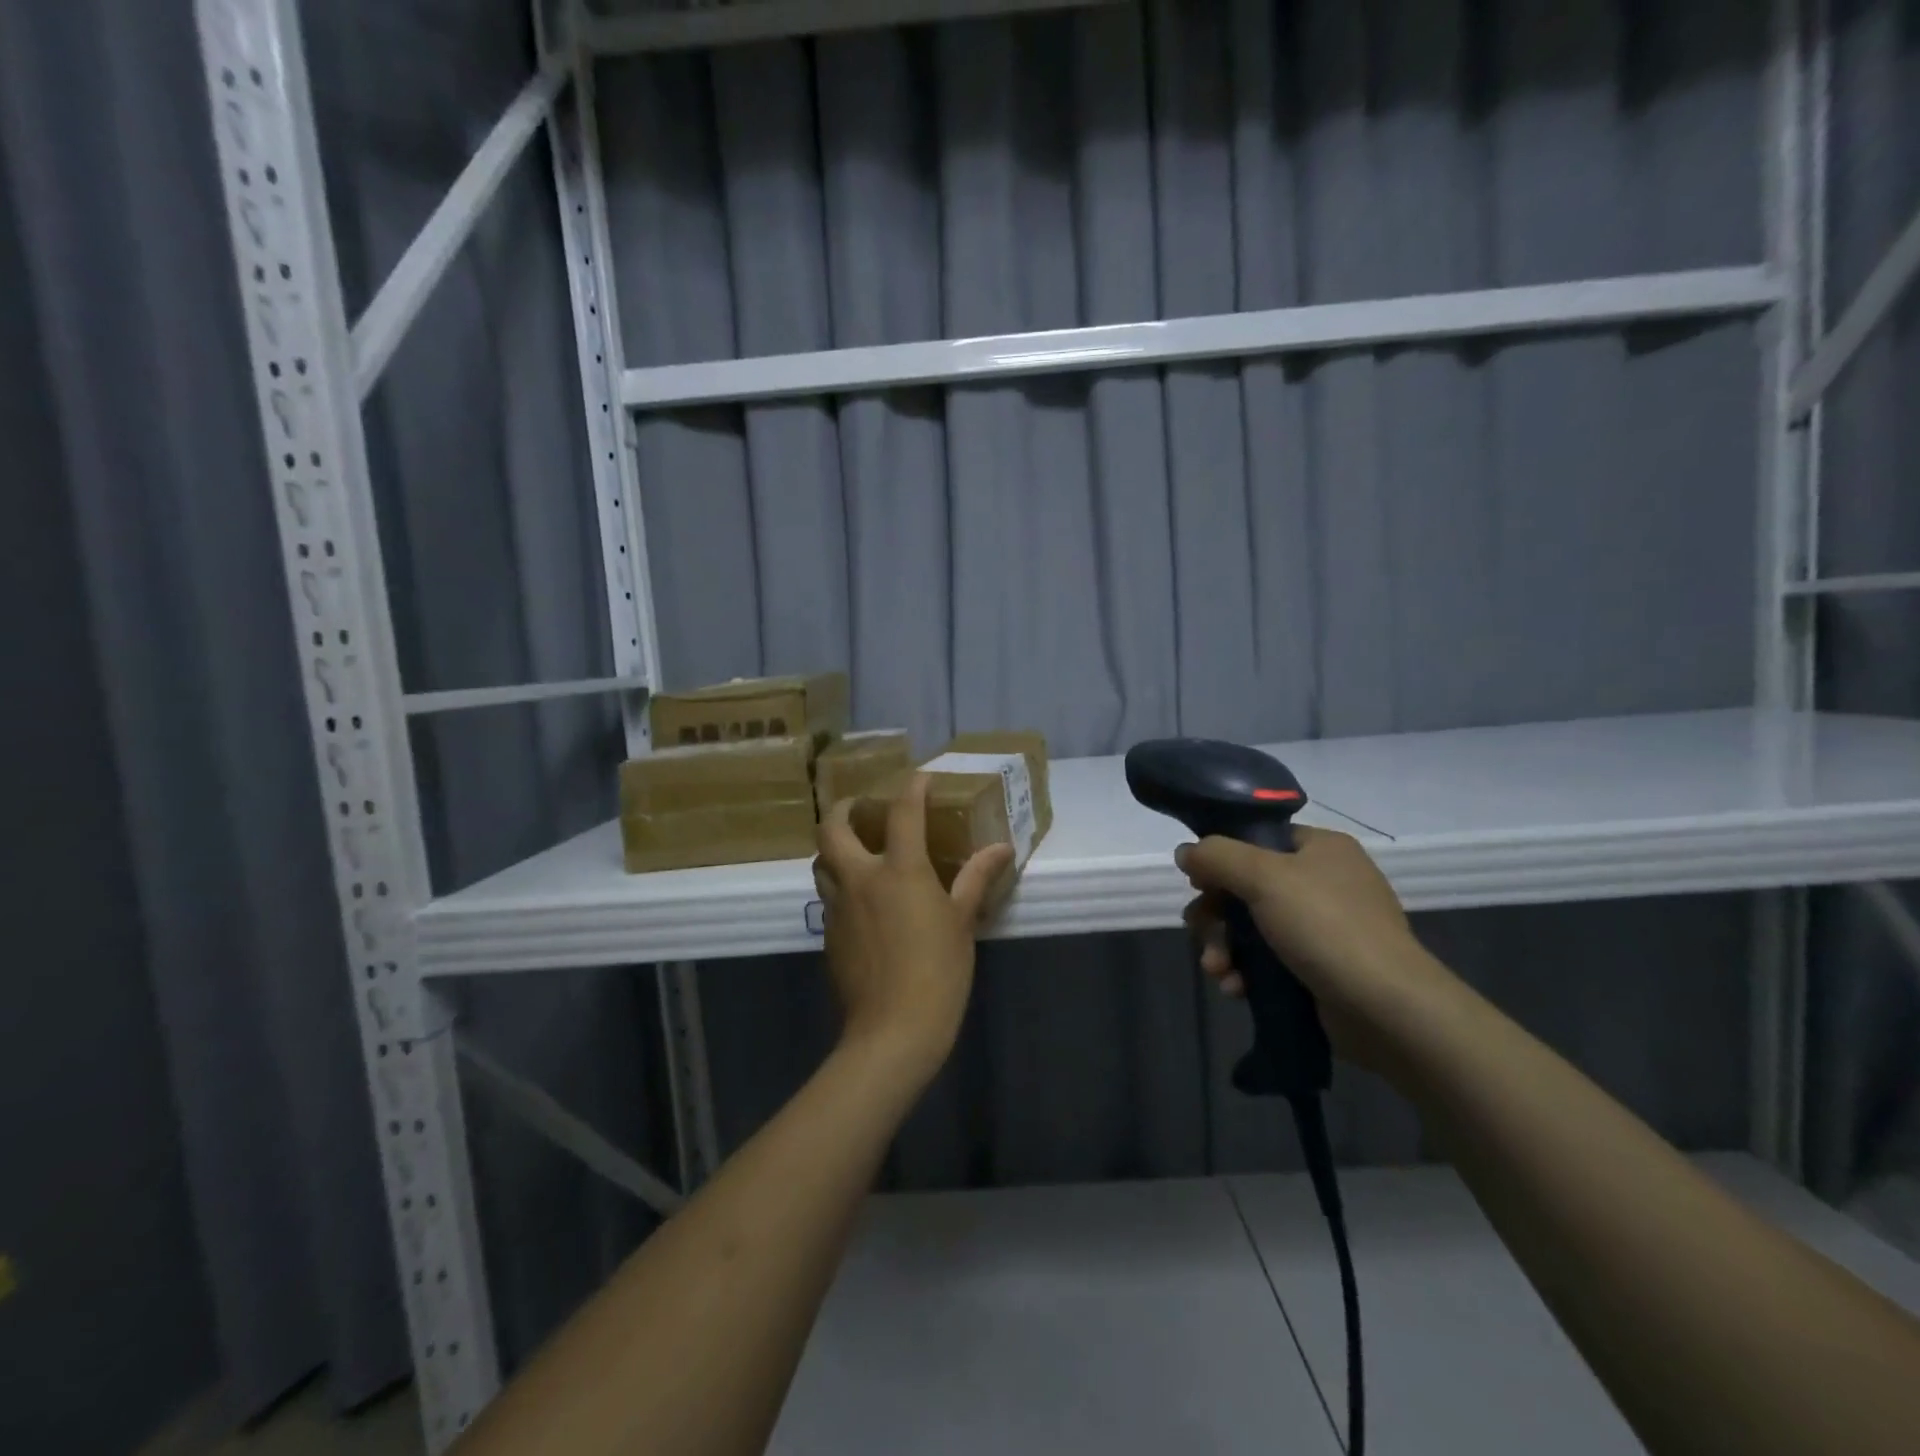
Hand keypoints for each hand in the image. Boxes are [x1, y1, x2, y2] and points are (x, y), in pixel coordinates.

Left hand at [813, 774, 1013, 1080]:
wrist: (892, 1031)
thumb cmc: (938, 972)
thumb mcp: (962, 922)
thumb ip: (976, 879)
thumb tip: (1002, 848)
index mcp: (899, 871)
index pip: (903, 813)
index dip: (912, 788)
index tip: (921, 778)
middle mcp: (860, 879)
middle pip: (832, 828)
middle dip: (843, 808)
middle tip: (861, 807)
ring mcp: (838, 907)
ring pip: (821, 861)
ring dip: (834, 846)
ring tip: (857, 849)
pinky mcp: (828, 934)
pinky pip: (827, 895)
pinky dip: (839, 883)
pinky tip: (862, 900)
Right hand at [1177, 827, 1454, 1068]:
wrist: (1387, 1010)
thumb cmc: (1326, 927)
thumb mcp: (1264, 877)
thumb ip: (1217, 856)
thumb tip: (1186, 853)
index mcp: (1320, 849)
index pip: (1258, 839)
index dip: (1222, 859)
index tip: (1199, 884)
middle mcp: (1324, 882)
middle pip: (1246, 887)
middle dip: (1216, 916)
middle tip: (1200, 933)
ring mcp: (1324, 928)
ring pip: (1251, 927)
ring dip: (1224, 947)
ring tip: (1218, 971)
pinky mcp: (1320, 969)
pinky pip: (1268, 960)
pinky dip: (1246, 972)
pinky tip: (1236, 989)